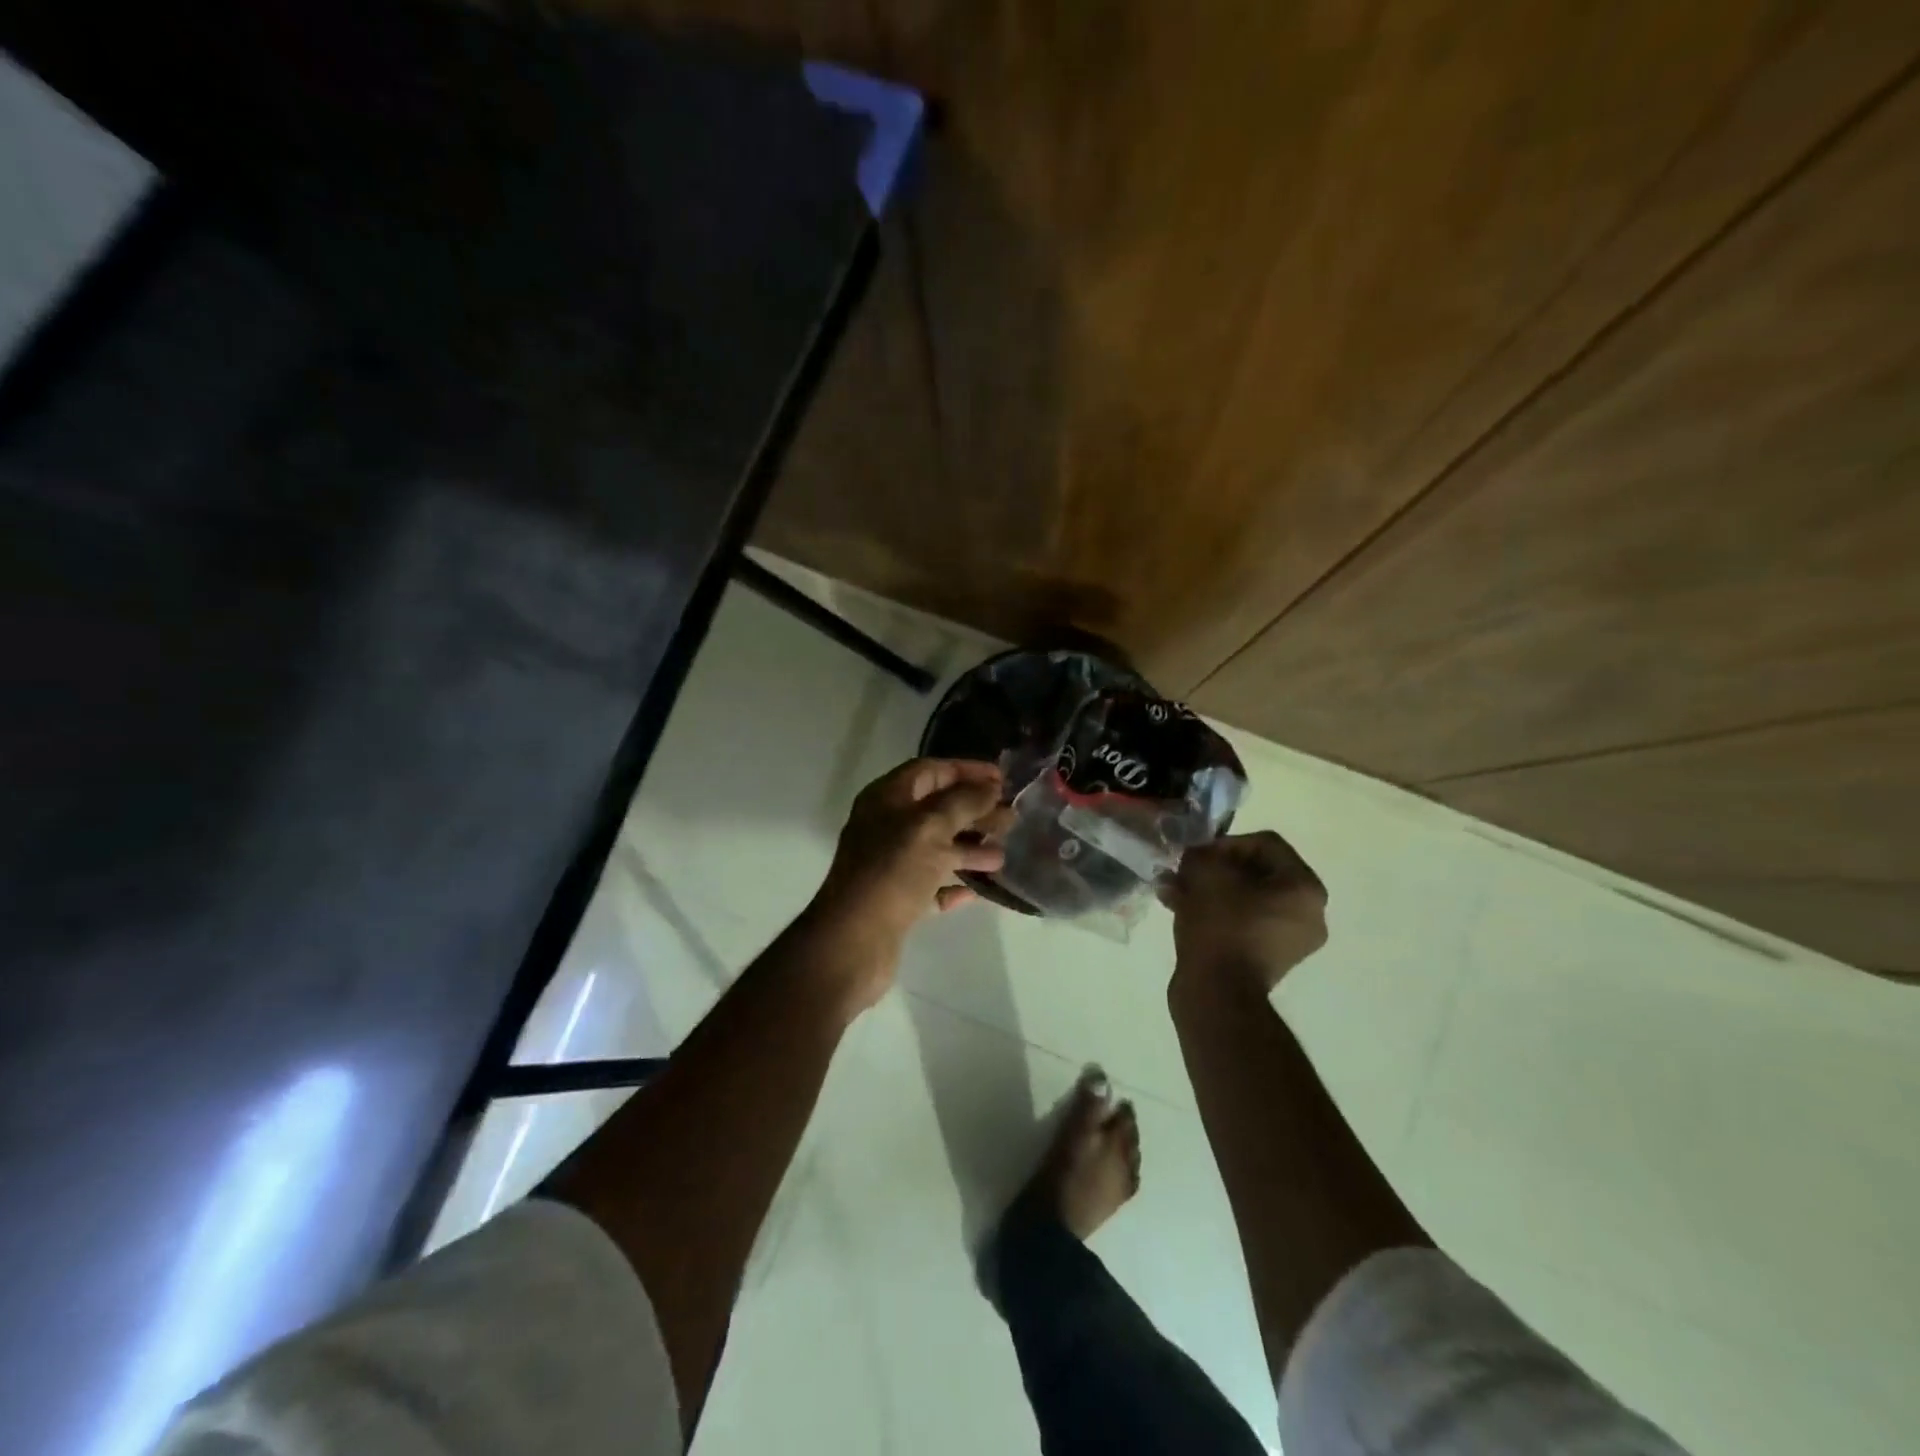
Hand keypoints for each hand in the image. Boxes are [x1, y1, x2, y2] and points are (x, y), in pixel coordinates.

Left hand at [805, 758, 1015, 1008]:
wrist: (854, 941)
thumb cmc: (892, 872)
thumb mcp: (931, 827)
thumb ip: (963, 802)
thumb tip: (990, 788)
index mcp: (886, 799)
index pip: (930, 771)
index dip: (966, 771)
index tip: (1002, 779)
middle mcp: (886, 827)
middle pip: (937, 809)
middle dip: (975, 811)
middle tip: (1011, 818)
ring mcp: (890, 865)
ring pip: (937, 848)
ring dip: (970, 848)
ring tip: (1002, 855)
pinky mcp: (897, 901)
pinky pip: (932, 885)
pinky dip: (955, 884)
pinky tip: (979, 891)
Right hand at [1161, 831, 1327, 995]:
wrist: (1217, 993)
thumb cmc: (1220, 925)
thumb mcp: (1206, 873)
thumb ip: (1202, 854)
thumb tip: (1198, 858)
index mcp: (1305, 888)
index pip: (1265, 844)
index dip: (1225, 842)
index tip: (1196, 855)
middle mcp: (1308, 913)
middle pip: (1256, 872)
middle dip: (1214, 868)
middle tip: (1184, 871)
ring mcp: (1289, 940)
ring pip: (1244, 898)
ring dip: (1209, 889)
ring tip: (1174, 890)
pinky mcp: (1267, 959)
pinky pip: (1242, 922)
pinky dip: (1215, 912)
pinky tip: (1180, 909)